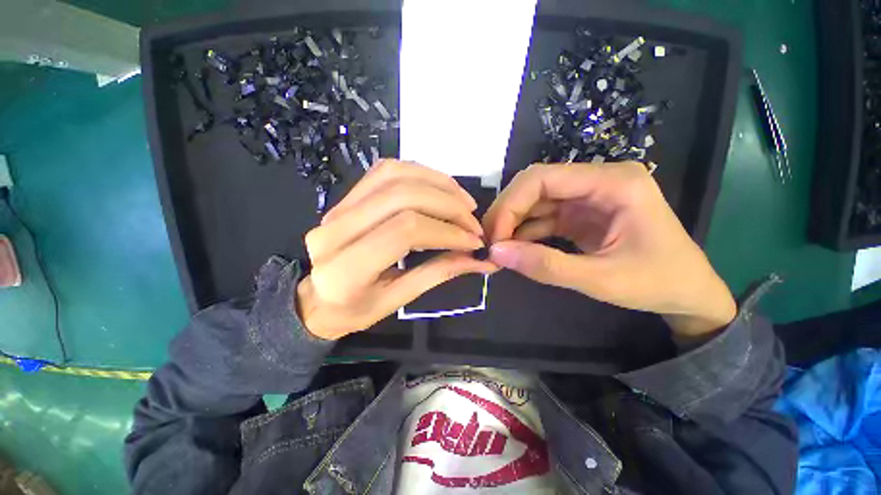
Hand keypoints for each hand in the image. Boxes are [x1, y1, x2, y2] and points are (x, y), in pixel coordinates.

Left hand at [297, 160, 496, 339]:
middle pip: (402, 197)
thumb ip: (438, 273)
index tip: (474, 241)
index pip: (405, 231)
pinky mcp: (346, 197)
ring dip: (437, 183)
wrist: (318, 298)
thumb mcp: (398, 301)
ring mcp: (337, 208)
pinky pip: (386, 171)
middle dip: (448, 205)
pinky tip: (440, 188)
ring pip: (395, 175)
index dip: (447, 231)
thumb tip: (481, 261)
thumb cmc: (355, 309)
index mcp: (345, 269)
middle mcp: (335, 231)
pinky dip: (420, 174)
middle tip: (473, 222)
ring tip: (463, 202)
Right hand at [482, 162, 735, 335]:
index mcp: (613, 183)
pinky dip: (525, 232)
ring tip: (497, 248)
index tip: (493, 237)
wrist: (689, 294)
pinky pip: (543, 217)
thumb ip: (547, 266)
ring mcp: (587, 197)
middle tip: (489, 243)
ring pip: (534, 202)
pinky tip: (514, 248)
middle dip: (507, 213)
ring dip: (512, 224)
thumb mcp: (602, 280)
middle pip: (534, 186)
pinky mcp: (580, 214)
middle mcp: (597, 181)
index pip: (542, 178)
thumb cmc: (659, 284)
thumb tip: (496, 253)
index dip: (510, 205)